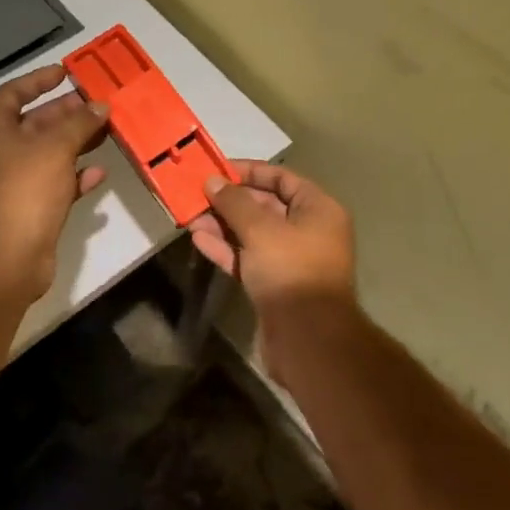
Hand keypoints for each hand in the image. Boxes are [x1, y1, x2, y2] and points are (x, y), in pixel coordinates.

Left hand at [0, 64, 110, 301]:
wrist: (7, 256)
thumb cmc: (25, 189)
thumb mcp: (55, 146)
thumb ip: (80, 123)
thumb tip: (100, 106)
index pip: (12, 93)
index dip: (38, 80)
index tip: (66, 73)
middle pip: (34, 123)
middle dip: (66, 113)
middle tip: (98, 104)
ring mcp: (14, 183)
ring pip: (49, 154)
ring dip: (76, 143)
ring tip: (106, 132)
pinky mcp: (30, 209)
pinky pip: (56, 184)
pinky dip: (76, 176)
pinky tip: (99, 173)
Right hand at [189, 160, 357, 327]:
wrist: (307, 339)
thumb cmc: (291, 271)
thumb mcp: (261, 229)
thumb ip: (234, 203)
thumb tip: (212, 181)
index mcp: (318, 210)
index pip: (282, 179)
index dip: (250, 171)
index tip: (218, 170)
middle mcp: (308, 231)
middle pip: (265, 206)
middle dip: (230, 201)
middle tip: (197, 194)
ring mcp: (291, 260)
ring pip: (252, 234)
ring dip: (222, 224)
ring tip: (190, 216)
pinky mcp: (274, 285)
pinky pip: (248, 258)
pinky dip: (226, 249)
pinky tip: (199, 240)